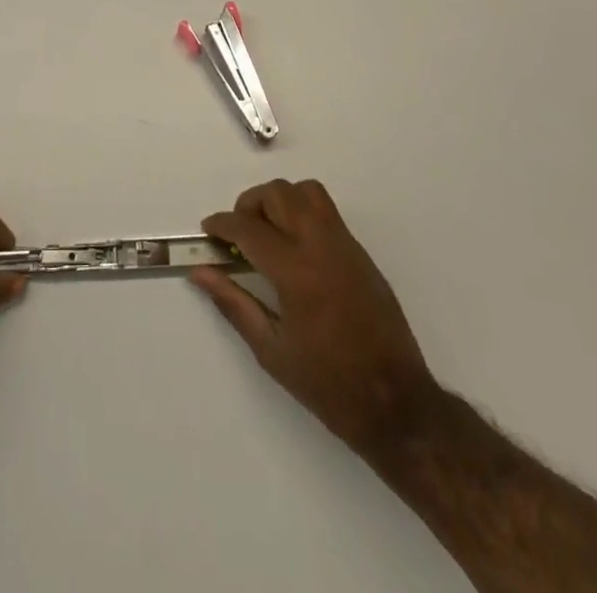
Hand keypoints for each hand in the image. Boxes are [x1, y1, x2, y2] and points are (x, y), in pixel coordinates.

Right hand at [192, 179, 442, 458]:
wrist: (396, 404)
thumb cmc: (328, 385)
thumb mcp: (271, 351)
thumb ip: (233, 303)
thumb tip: (200, 273)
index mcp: (295, 271)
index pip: (248, 227)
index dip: (221, 223)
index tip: (208, 230)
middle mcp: (321, 246)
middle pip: (278, 194)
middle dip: (249, 205)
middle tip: (238, 234)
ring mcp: (345, 245)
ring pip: (306, 192)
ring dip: (279, 201)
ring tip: (267, 232)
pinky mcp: (360, 253)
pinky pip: (326, 212)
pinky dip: (302, 213)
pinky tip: (294, 248)